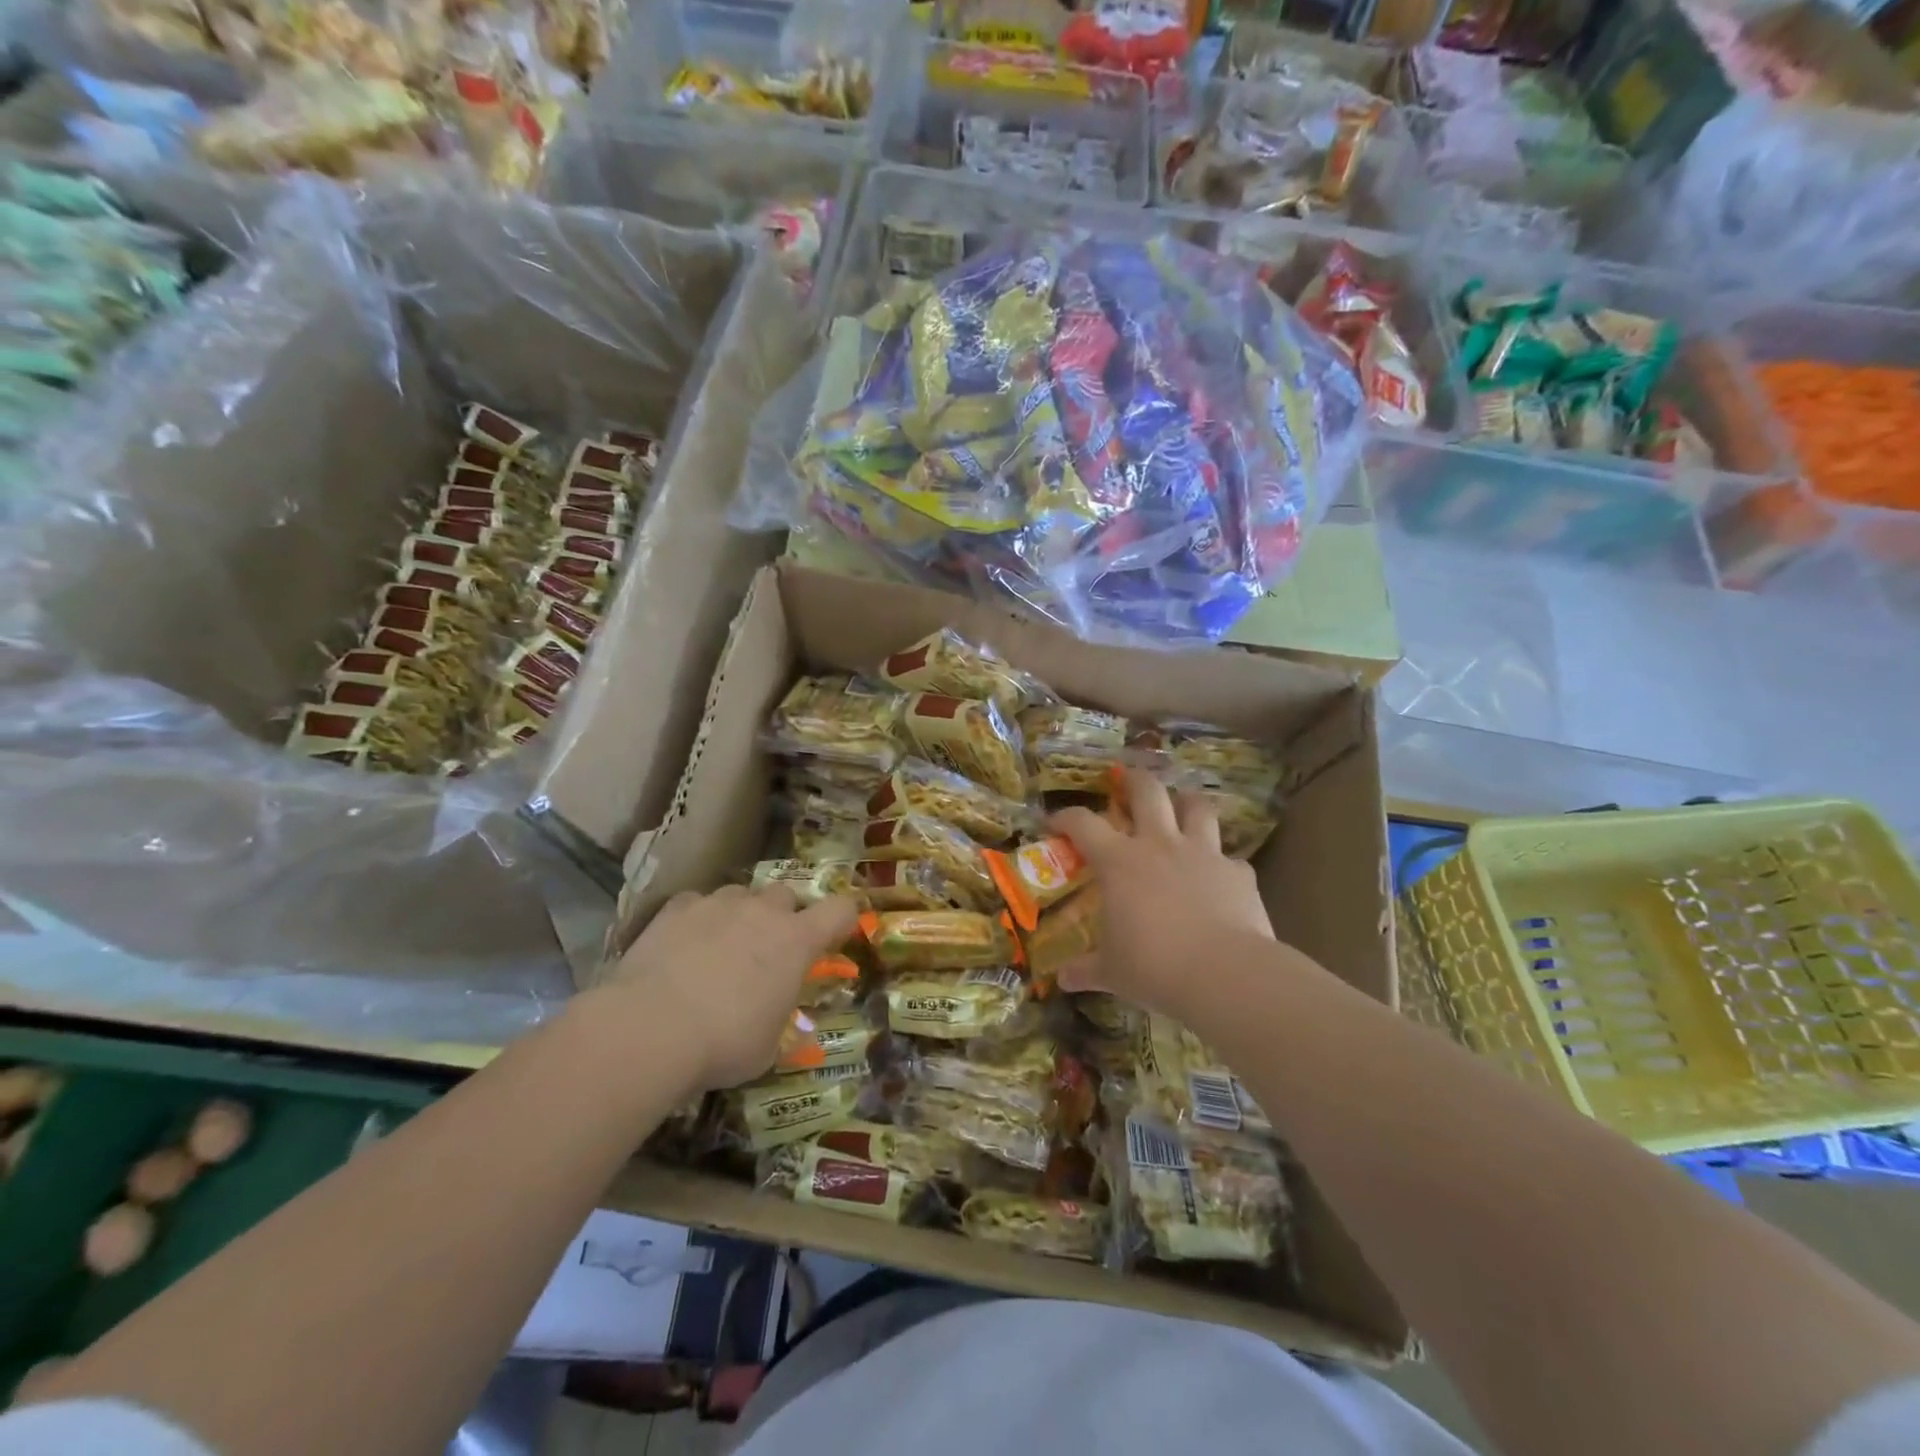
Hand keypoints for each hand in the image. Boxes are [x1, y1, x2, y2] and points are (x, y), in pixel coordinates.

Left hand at [601, 884, 859, 1091]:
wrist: (650, 1029)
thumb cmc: (723, 1044)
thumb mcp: (768, 1048)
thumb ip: (783, 1024)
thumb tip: (789, 1029)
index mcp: (797, 941)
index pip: (841, 909)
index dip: (842, 920)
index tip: (833, 938)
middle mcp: (762, 911)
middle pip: (786, 895)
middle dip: (782, 917)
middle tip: (767, 951)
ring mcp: (718, 904)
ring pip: (740, 894)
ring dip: (739, 915)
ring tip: (720, 948)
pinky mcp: (676, 907)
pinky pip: (696, 903)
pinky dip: (696, 919)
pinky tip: (682, 946)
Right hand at [1049, 769, 1274, 1019]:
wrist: (1225, 974)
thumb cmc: (1154, 967)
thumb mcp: (1112, 972)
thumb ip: (1086, 969)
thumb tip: (1063, 979)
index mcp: (1119, 862)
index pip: (1083, 823)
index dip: (1065, 817)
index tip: (1055, 822)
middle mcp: (1159, 845)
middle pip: (1147, 791)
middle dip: (1134, 781)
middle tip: (1127, 782)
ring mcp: (1203, 854)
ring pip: (1197, 807)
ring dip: (1187, 803)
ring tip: (1181, 808)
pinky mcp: (1238, 872)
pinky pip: (1230, 858)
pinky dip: (1222, 863)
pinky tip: (1219, 877)